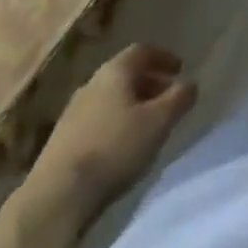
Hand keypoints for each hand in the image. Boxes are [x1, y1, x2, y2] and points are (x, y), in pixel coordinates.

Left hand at [24, 45, 197, 209]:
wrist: (56, 197)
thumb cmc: (114, 149)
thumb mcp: (158, 122)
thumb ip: (179, 99)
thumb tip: (191, 83)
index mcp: (115, 71)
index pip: (142, 51)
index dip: (163, 57)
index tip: (179, 69)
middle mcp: (92, 83)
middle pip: (125, 74)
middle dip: (148, 83)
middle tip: (166, 97)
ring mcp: (72, 112)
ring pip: (109, 98)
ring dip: (130, 105)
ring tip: (146, 125)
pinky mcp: (60, 141)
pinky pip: (95, 120)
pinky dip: (113, 123)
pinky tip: (120, 146)